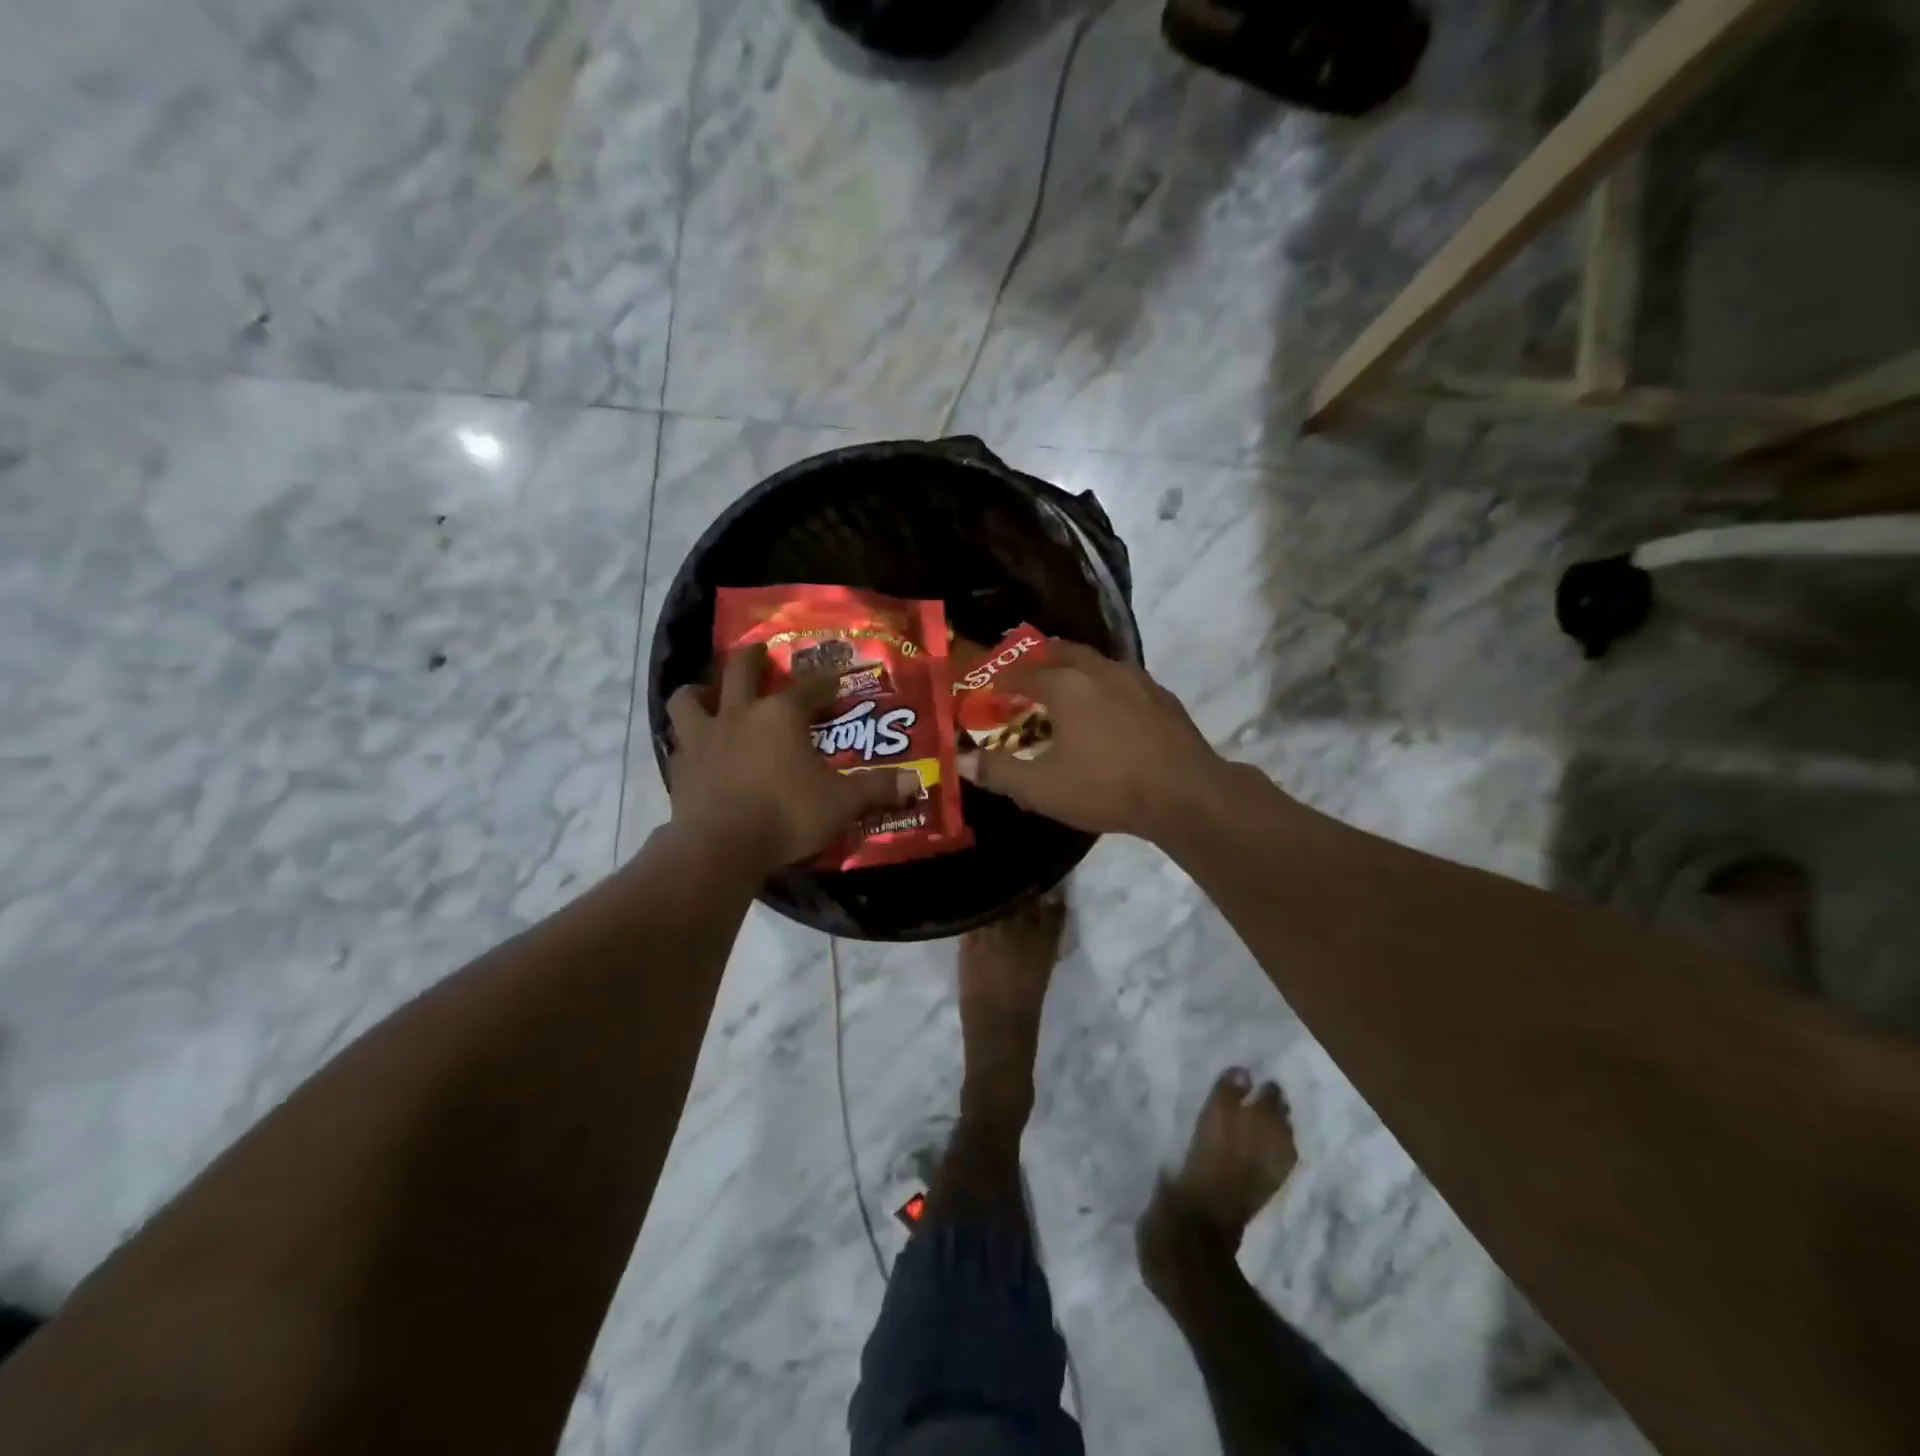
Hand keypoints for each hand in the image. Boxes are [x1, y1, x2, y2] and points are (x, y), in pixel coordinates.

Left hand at [666, 644, 920, 872]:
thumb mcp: (841, 803)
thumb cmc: (786, 814)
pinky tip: (695, 749)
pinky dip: (686, 739)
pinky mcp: (679, 766)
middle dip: (753, 658)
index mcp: (781, 715)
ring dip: (699, 691)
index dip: (825, 682)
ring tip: (709, 695)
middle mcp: (739, 714)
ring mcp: (703, 737)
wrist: (720, 847)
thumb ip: (876, 789)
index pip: (809, 688)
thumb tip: (916, 782)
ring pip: (689, 697)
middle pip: (740, 670)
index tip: (836, 680)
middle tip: (760, 654)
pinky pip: (677, 741)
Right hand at [958, 640, 1226, 840]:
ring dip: (1075, 671)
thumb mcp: (1041, 788)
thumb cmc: (1106, 786)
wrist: (1185, 794)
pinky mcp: (1162, 697)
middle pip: (1062, 652)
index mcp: (1065, 685)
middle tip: (1026, 677)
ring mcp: (1136, 680)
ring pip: (1096, 663)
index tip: (990, 690)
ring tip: (1065, 692)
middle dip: (1039, 661)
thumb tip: (962, 762)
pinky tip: (1108, 712)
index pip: (1022, 672)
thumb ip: (999, 773)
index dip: (1001, 681)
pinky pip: (1123, 681)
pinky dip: (1104, 688)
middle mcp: (1099, 671)